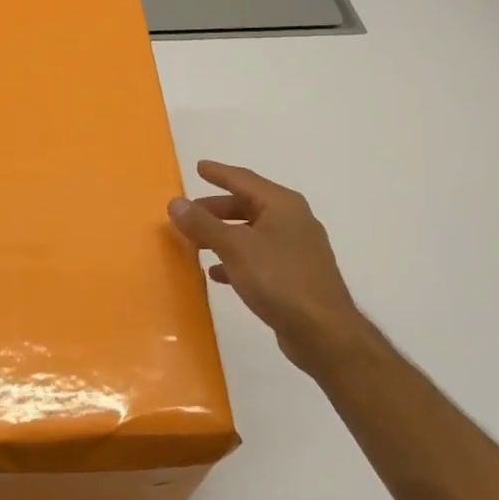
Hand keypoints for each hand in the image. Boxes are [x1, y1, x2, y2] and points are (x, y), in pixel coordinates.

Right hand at [168, 160, 373, 379]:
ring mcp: (295, 249)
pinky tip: (215, 273)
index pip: (244, 179)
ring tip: (194, 242)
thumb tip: (175, 202)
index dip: (219, 174)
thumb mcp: (235, 248)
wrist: (323, 332)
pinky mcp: (294, 276)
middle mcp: (292, 221)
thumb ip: (203, 224)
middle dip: (216, 209)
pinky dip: (235, 259)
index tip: (198, 167)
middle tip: (187, 213)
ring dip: (222, 235)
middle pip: (247, 206)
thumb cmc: (279, 280)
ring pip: (250, 233)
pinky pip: (257, 257)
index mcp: (282, 205)